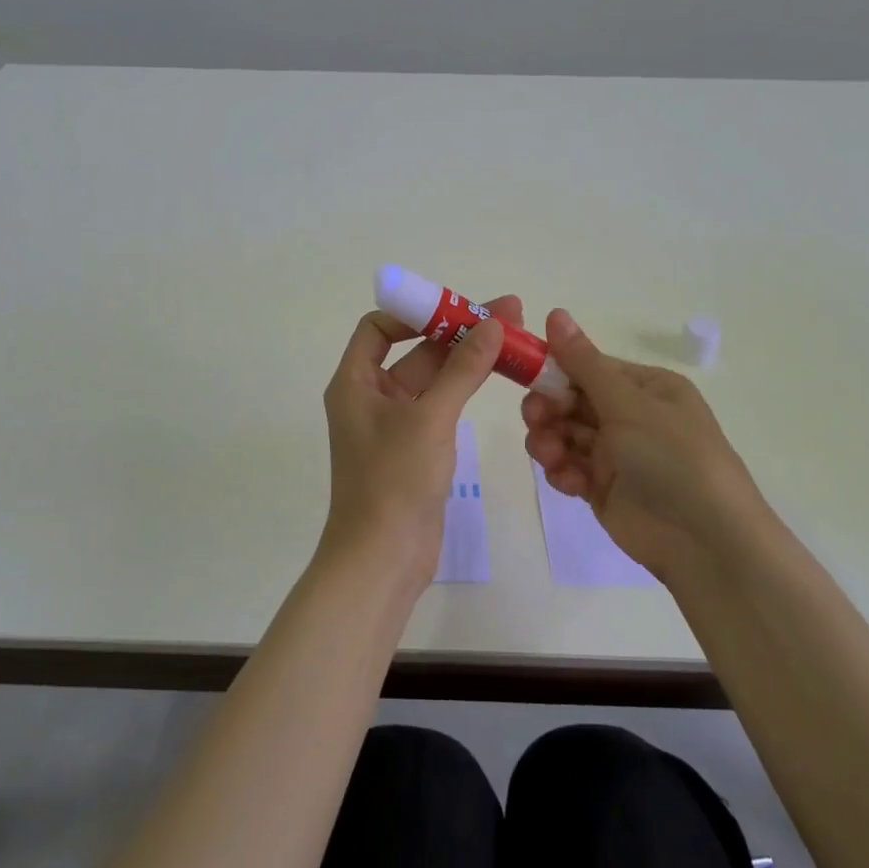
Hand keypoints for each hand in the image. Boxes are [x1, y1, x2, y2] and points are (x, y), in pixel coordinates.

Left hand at [320, 297, 521, 593]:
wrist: (383, 558)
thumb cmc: (394, 480)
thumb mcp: (430, 418)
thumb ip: (462, 370)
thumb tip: (492, 323)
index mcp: (354, 383)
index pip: (377, 328)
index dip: (414, 312)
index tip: (456, 309)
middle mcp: (370, 397)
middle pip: (413, 350)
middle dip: (458, 332)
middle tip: (508, 314)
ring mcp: (394, 424)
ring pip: (433, 378)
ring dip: (468, 359)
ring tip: (513, 339)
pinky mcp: (416, 448)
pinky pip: (441, 405)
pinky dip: (465, 389)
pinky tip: (497, 376)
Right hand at [521, 309, 769, 583]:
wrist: (705, 541)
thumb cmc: (673, 458)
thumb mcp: (629, 404)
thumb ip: (584, 363)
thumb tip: (555, 311)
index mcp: (646, 388)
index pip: (589, 367)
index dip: (556, 370)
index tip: (526, 376)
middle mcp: (631, 416)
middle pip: (571, 400)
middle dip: (548, 408)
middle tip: (536, 419)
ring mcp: (617, 454)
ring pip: (565, 434)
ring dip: (550, 441)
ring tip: (551, 456)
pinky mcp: (603, 488)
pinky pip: (570, 467)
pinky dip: (563, 471)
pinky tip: (570, 481)